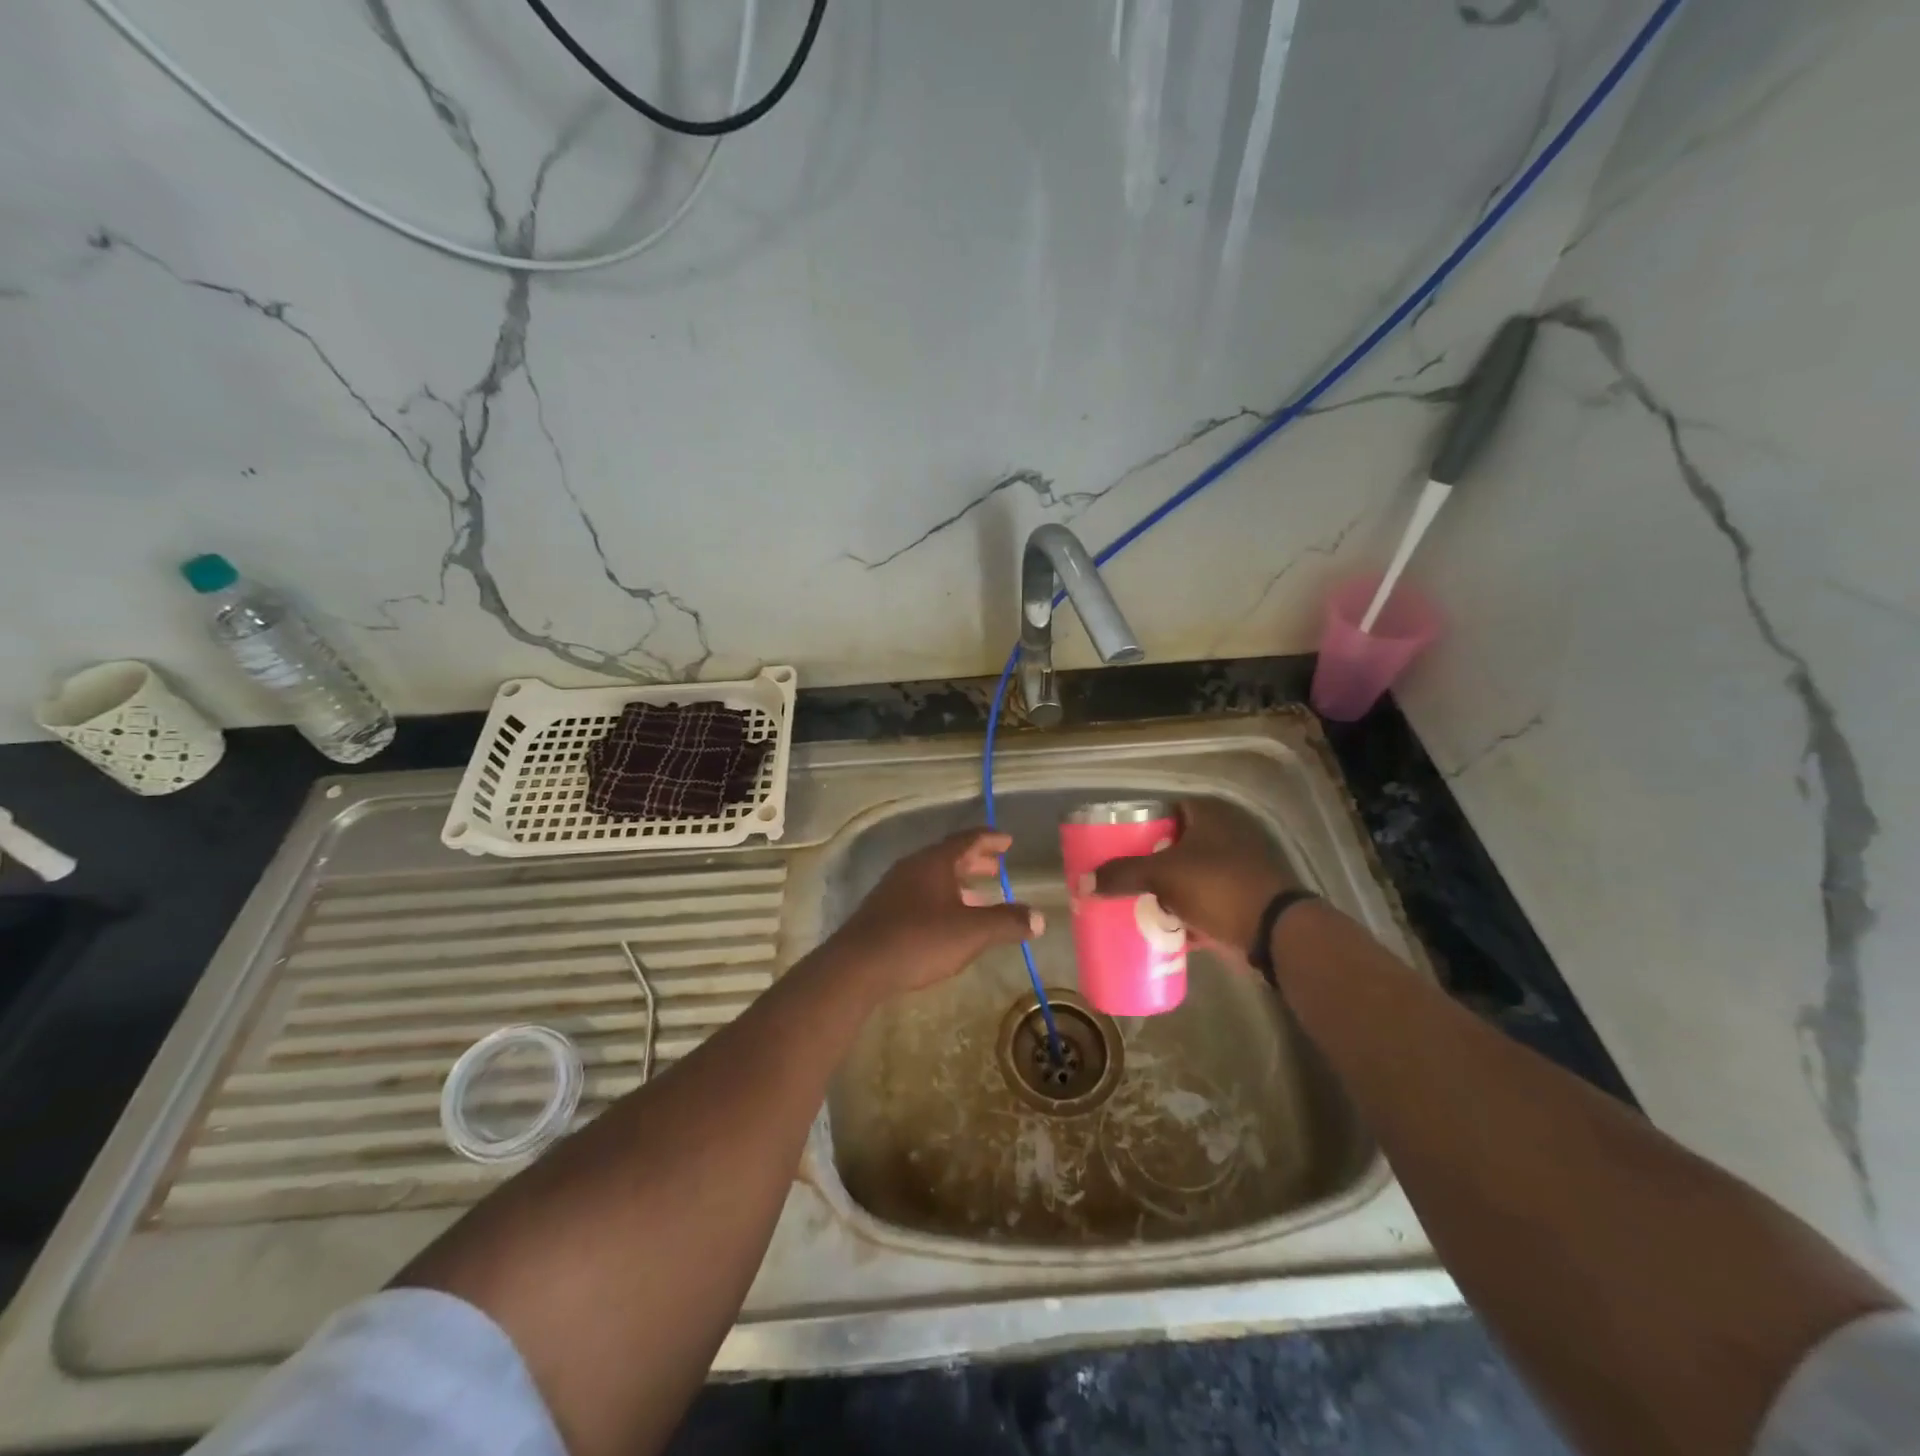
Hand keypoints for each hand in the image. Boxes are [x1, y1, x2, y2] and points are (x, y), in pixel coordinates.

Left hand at [829, 829, 1043, 995]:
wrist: (858, 966)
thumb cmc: (919, 939)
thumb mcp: (971, 932)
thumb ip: (1007, 922)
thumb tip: (1039, 918)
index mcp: (934, 862)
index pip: (967, 840)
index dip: (990, 839)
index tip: (1007, 840)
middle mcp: (913, 867)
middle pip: (949, 856)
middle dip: (975, 861)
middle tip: (996, 867)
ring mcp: (894, 888)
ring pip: (933, 877)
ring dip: (958, 882)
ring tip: (979, 896)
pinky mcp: (883, 911)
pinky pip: (920, 894)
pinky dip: (942, 898)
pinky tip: (948, 920)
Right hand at [1092, 798, 1296, 960]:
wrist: (1273, 932)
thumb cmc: (1217, 886)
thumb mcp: (1162, 874)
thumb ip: (1122, 874)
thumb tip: (1082, 883)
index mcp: (1208, 816)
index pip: (1165, 810)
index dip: (1139, 824)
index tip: (1115, 842)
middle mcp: (1224, 835)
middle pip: (1174, 844)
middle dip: (1148, 861)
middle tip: (1120, 875)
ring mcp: (1235, 869)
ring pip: (1187, 875)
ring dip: (1164, 889)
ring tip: (1133, 900)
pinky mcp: (1240, 900)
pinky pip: (1201, 903)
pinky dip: (1183, 913)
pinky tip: (1159, 925)